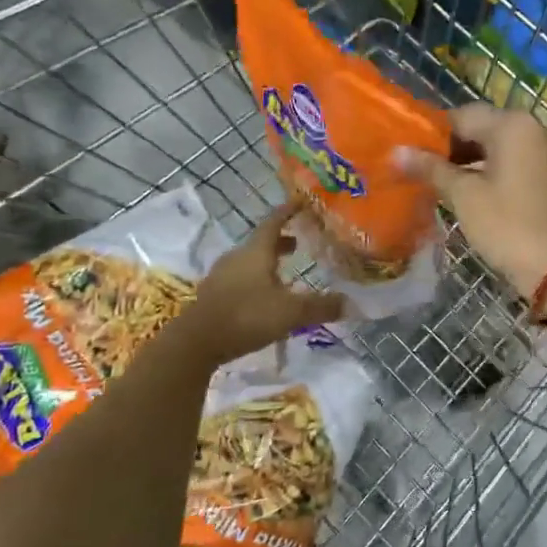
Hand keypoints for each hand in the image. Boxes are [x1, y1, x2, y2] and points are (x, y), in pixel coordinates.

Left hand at [176, 200, 344, 364]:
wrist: (195, 343)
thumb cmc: (246, 316)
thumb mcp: (291, 313)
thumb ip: (321, 306)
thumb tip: (351, 303)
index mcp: (256, 252)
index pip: (274, 221)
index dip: (289, 211)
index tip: (302, 203)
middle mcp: (237, 257)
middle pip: (262, 242)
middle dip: (282, 241)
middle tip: (301, 243)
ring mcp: (221, 276)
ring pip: (250, 261)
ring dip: (269, 262)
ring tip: (286, 271)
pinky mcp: (213, 296)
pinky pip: (240, 279)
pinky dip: (256, 280)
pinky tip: (265, 296)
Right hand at [395, 104, 546, 299]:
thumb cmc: (506, 225)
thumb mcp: (463, 195)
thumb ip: (430, 168)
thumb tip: (396, 151)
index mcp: (510, 124)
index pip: (459, 116)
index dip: (429, 133)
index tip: (403, 152)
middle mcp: (527, 128)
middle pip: (475, 128)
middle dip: (444, 147)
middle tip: (411, 168)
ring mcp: (535, 151)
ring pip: (487, 146)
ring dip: (459, 161)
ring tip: (427, 180)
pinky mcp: (537, 173)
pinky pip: (501, 162)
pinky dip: (478, 171)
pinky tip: (454, 189)